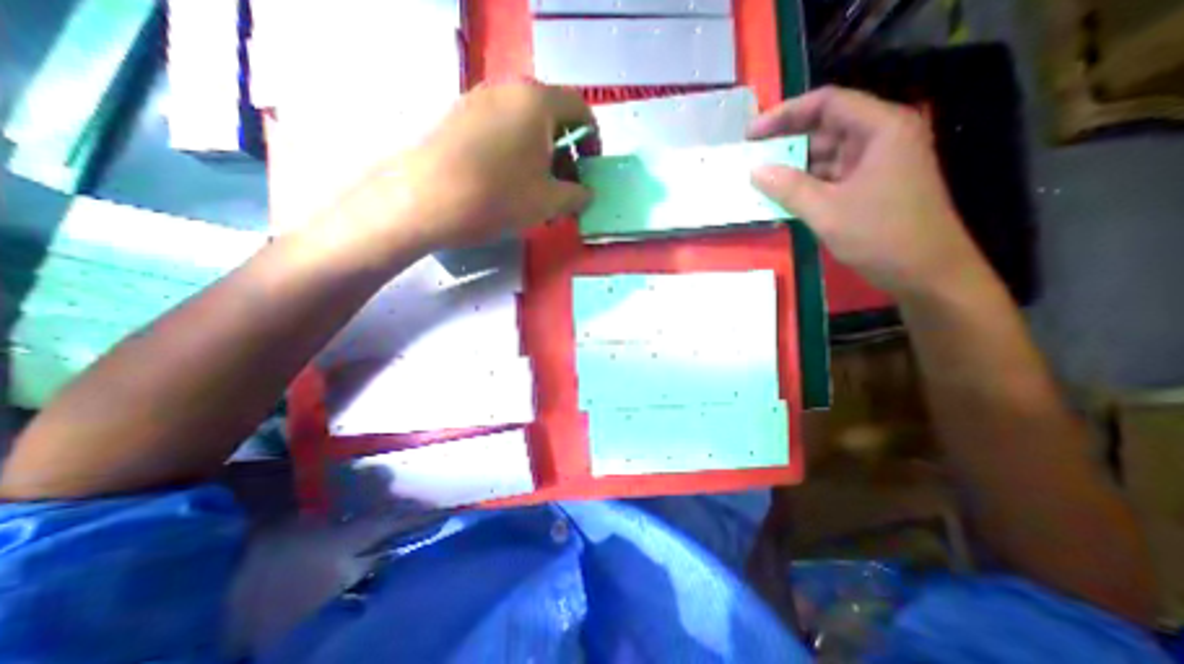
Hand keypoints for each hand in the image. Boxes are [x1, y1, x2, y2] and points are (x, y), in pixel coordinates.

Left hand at [356, 80, 596, 256]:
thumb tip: (586, 193)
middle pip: (550, 117)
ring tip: (537, 190)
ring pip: (523, 125)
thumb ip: (577, 195)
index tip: (591, 167)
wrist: (425, 199)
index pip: (580, 109)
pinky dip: (515, 153)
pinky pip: (499, 130)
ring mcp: (478, 101)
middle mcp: (508, 90)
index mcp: (537, 102)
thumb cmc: (498, 196)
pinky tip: (509, 183)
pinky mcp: (457, 117)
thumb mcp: (549, 201)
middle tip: (565, 185)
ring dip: (540, 156)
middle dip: (565, 152)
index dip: (593, 139)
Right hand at [748, 85, 990, 298]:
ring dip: (792, 167)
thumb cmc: (881, 235)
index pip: (827, 103)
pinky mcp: (869, 186)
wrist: (925, 272)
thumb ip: (788, 188)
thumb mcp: (827, 211)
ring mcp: (875, 164)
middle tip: (750, 157)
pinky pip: (830, 177)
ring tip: (758, 179)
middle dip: (785, 142)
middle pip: (825, 128)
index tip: (751, 132)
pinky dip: (805, 185)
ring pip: (825, 155)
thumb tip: (755, 171)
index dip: (785, 114)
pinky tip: (780, 196)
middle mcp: (880, 138)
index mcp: (880, 129)